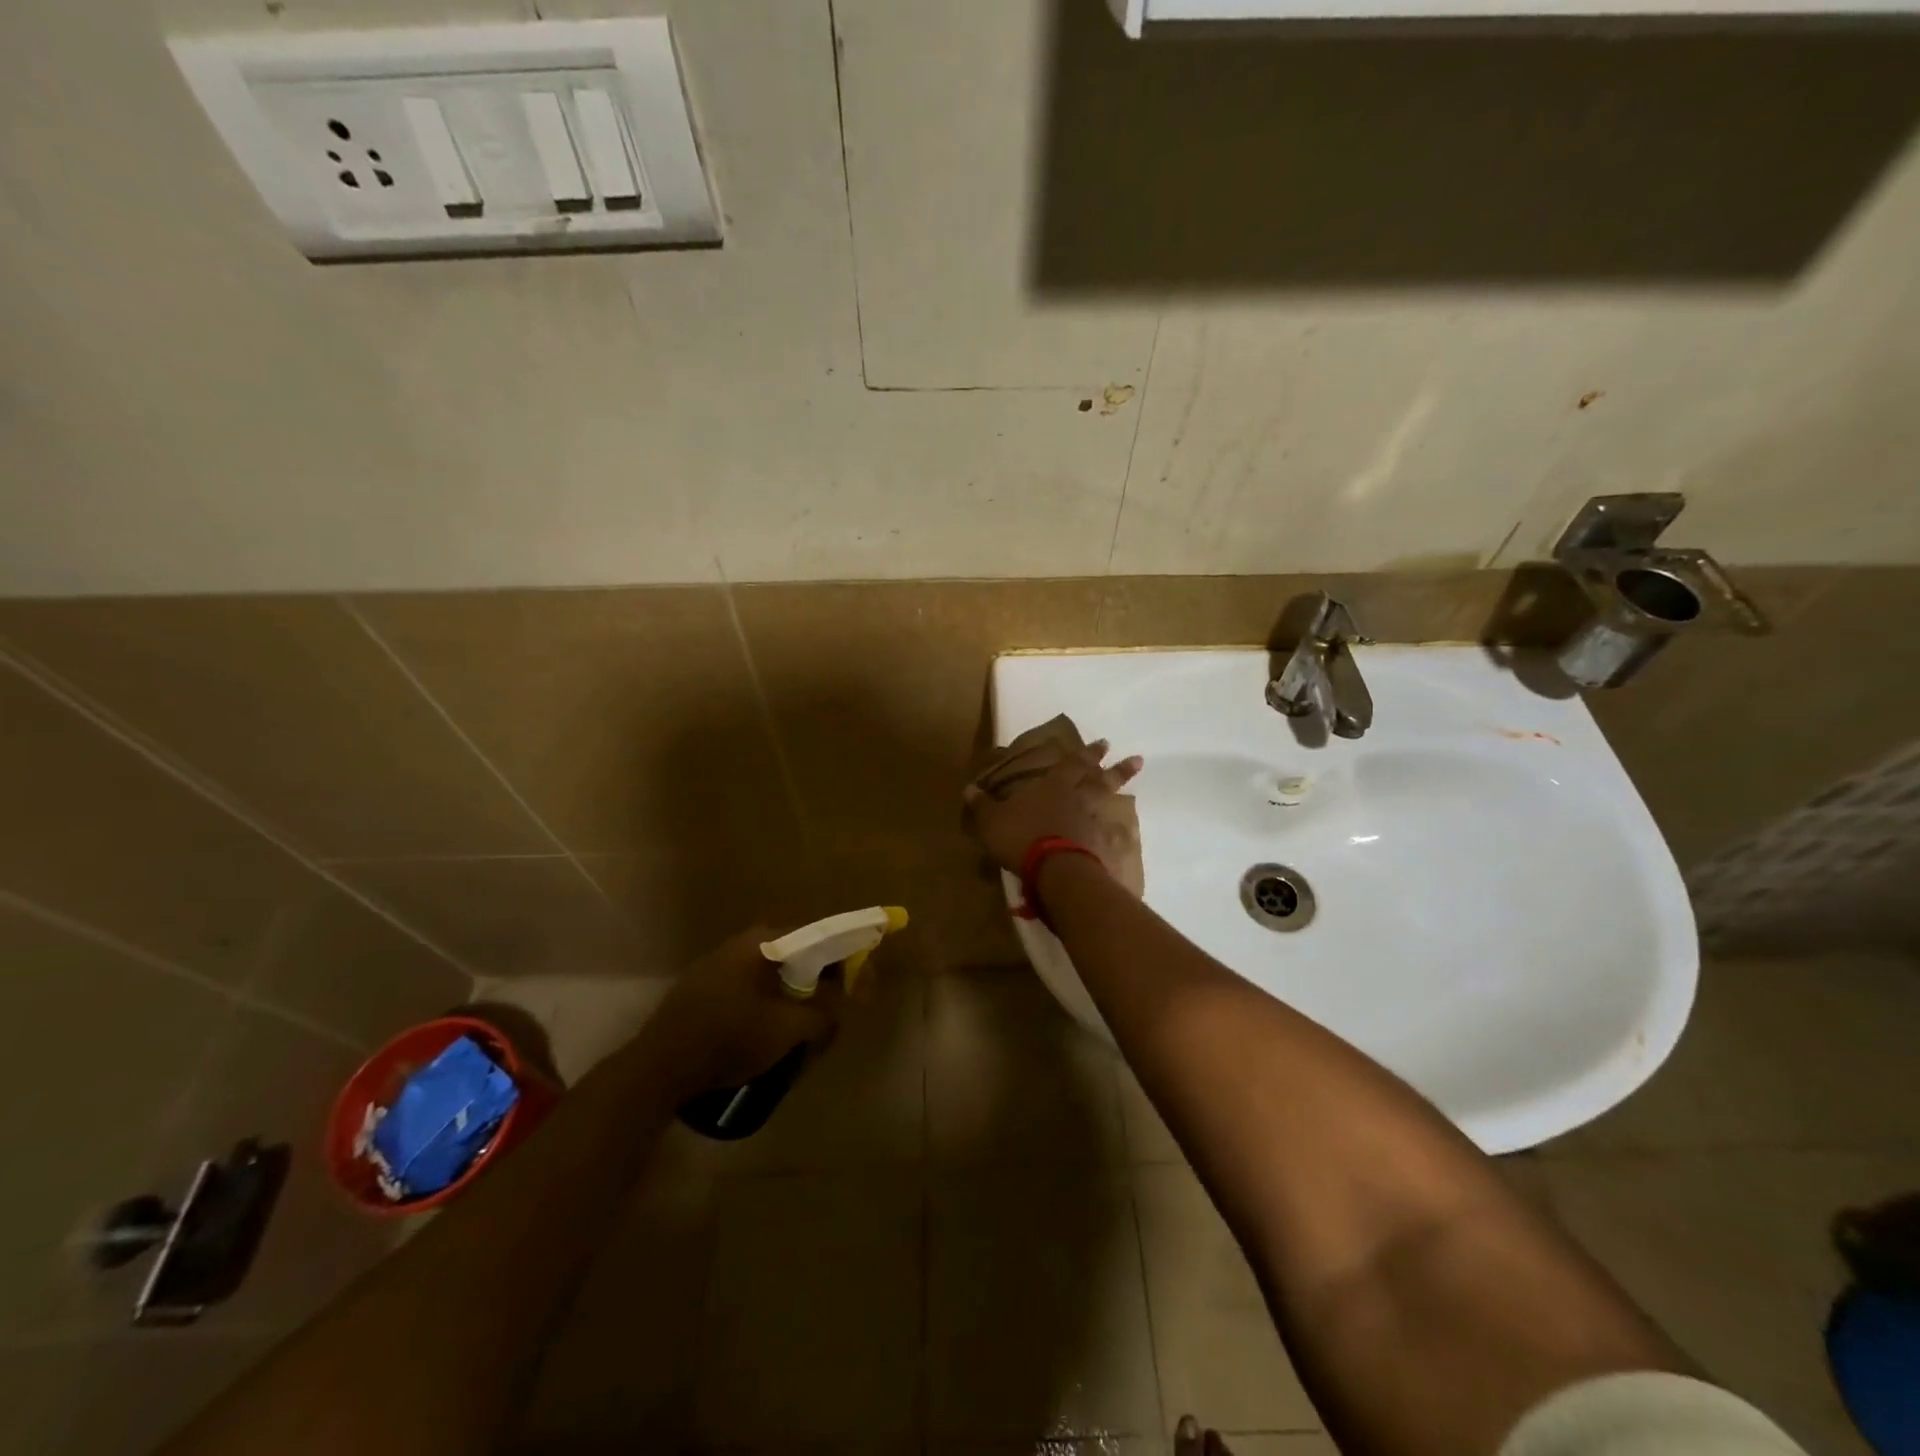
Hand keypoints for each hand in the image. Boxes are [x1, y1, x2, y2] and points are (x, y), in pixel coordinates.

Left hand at [640, 927, 845, 1098]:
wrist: (658, 1067)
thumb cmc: (728, 1039)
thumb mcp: (787, 1030)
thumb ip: (824, 1013)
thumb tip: (842, 1001)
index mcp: (765, 942)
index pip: (822, 937)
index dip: (850, 960)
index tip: (865, 987)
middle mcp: (744, 942)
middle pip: (800, 954)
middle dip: (825, 981)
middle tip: (838, 1011)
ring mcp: (722, 962)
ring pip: (778, 972)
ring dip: (799, 994)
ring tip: (808, 1028)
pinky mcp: (707, 985)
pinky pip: (755, 985)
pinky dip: (774, 1000)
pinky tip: (774, 1030)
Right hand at [962, 737, 1142, 873]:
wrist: (1054, 869)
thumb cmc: (1021, 836)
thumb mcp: (991, 820)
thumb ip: (982, 805)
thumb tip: (968, 788)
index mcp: (1053, 787)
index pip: (1072, 764)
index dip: (1087, 754)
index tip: (1104, 743)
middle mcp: (1077, 799)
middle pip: (1100, 779)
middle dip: (1115, 768)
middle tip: (1136, 758)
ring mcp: (1091, 823)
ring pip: (1108, 802)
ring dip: (1120, 791)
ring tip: (1133, 784)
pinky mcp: (1098, 848)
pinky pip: (1108, 835)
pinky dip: (1115, 832)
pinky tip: (1121, 835)